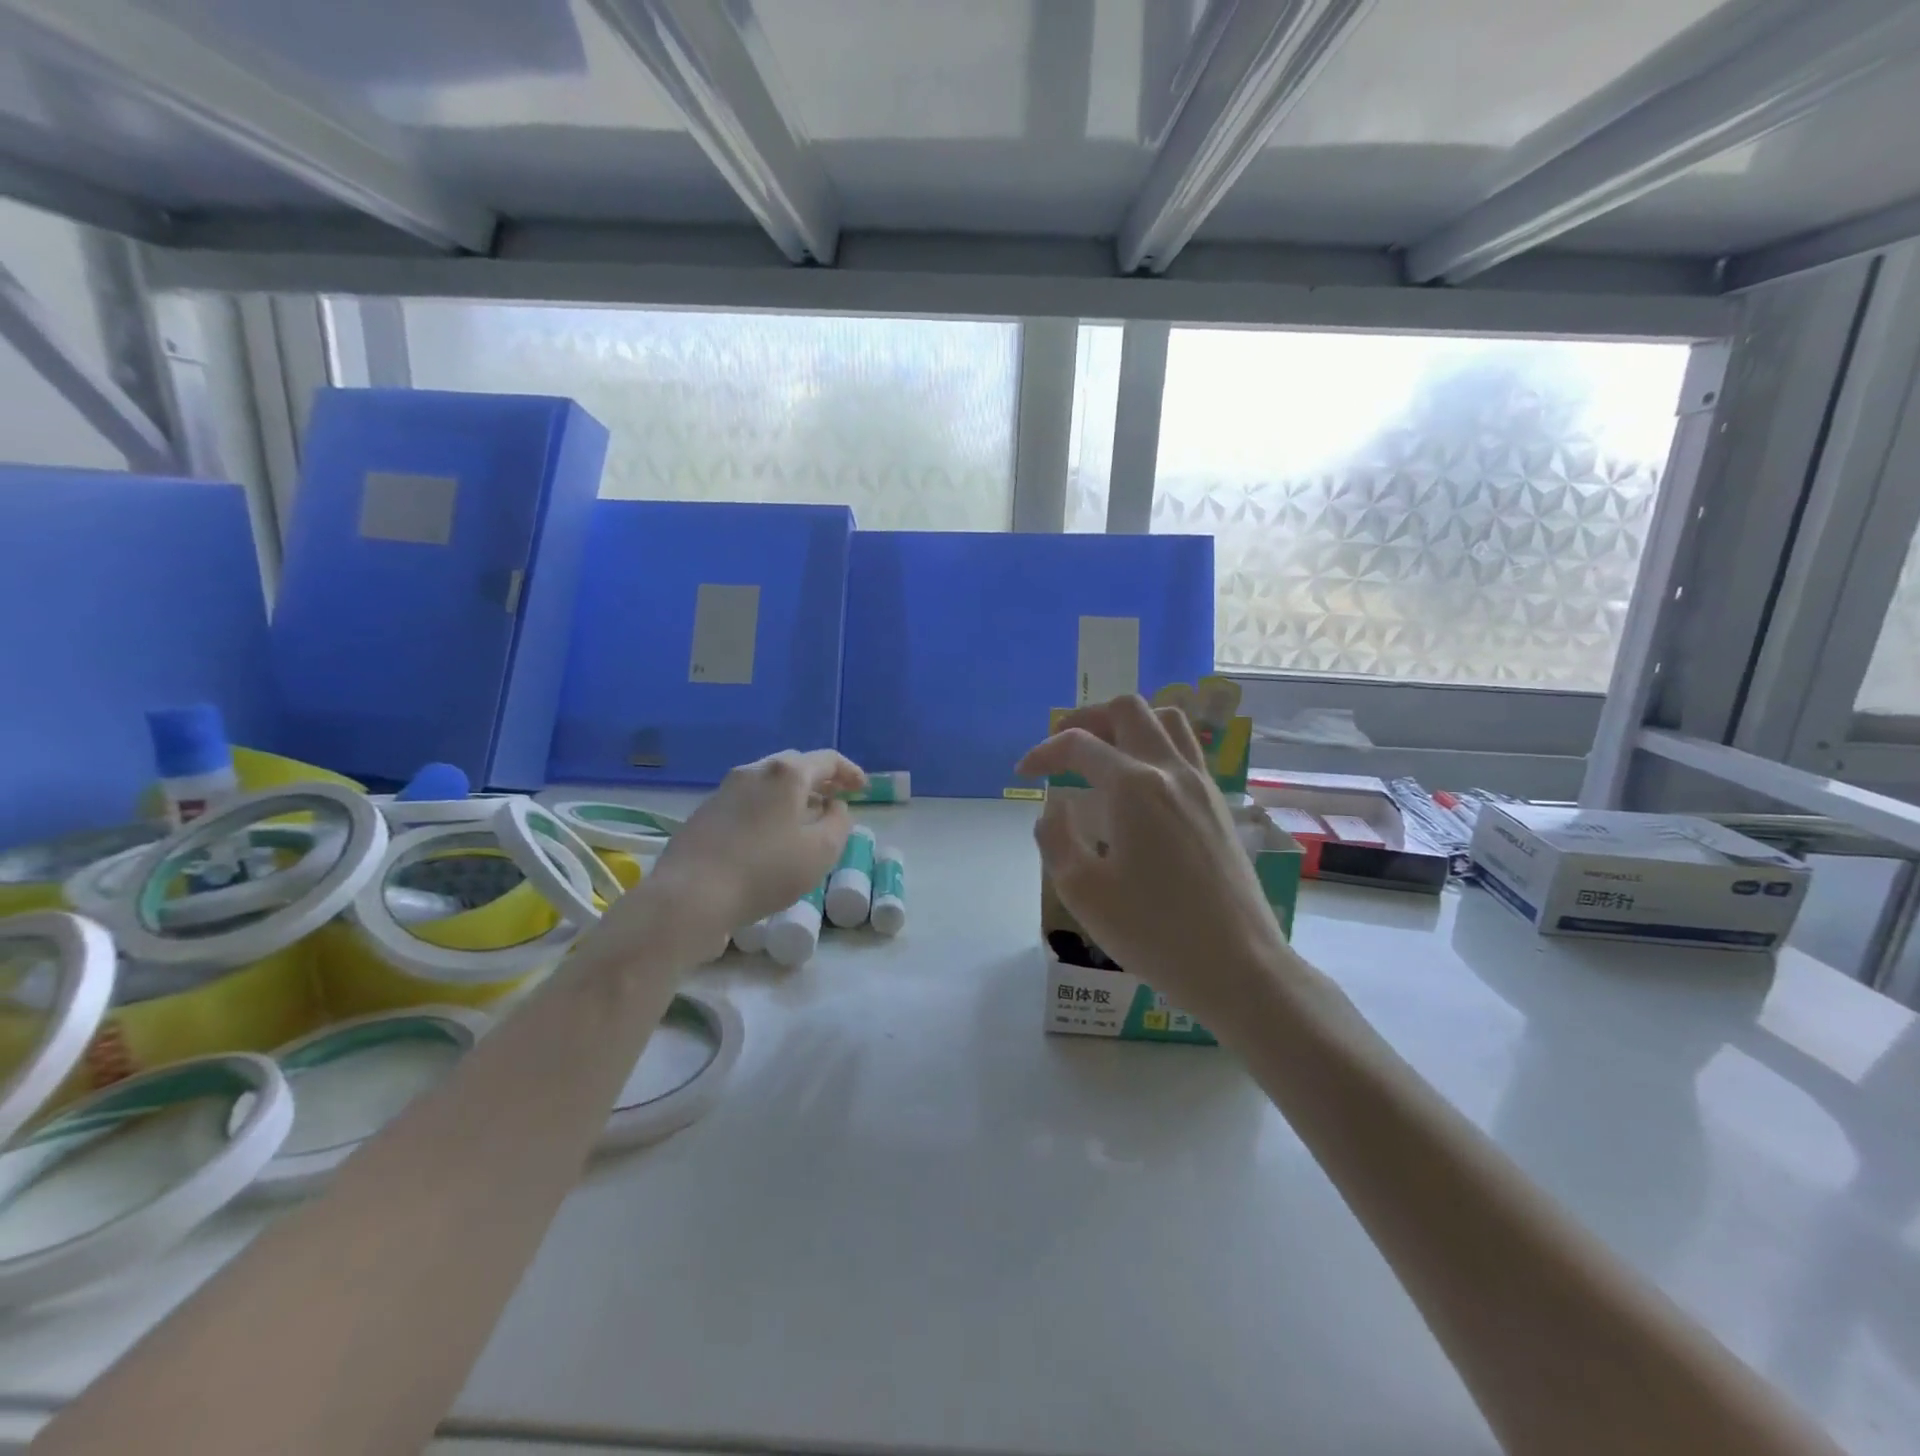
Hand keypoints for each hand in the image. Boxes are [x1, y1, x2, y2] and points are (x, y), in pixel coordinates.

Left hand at [608, 750, 865, 957]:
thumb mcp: (821, 851)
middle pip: (794, 766)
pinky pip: (748, 801)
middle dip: (819, 780)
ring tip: (806, 819)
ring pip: (768, 783)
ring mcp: (724, 790)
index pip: (827, 760)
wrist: (690, 896)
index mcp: (786, 774)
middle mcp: (753, 771)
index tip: (863, 789)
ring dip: (792, 796)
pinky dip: (769, 809)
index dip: (849, 772)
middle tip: (836, 798)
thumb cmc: (765, 871)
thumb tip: (834, 806)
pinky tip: (771, 836)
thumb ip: (839, 822)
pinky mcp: (705, 813)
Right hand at [1018, 695, 1288, 1025]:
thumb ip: (1055, 838)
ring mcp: (1202, 784)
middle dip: (1086, 719)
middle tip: (1063, 749)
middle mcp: (1170, 770)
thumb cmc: (1154, 932)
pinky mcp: (1219, 803)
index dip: (1044, 752)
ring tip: (1103, 753)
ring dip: (1127, 724)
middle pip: (1127, 710)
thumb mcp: (1082, 892)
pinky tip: (1140, 783)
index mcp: (1133, 787)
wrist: (1237, 965)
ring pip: (1166, 719)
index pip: (1079, 744)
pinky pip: (1186, 748)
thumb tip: (1054, 807)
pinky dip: (1155, 744)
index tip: (1023, 773)